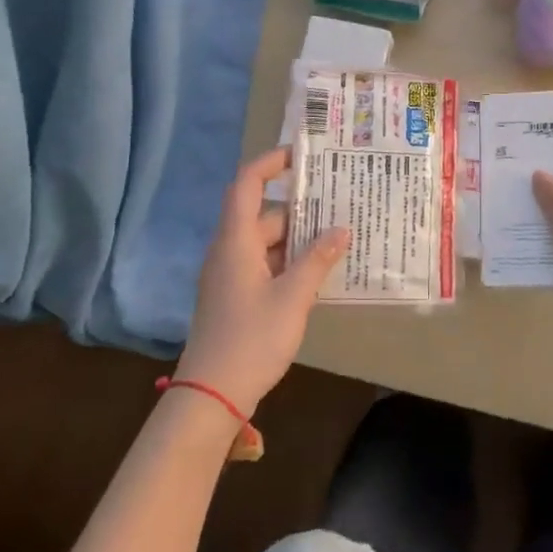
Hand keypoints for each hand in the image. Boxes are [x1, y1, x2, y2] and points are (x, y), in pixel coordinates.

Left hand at [175, 147, 348, 415]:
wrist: (211, 395)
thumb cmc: (251, 339)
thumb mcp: (292, 297)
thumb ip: (317, 260)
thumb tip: (341, 229)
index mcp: (235, 241)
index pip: (246, 184)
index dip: (270, 163)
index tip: (302, 156)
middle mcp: (229, 251)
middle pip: (264, 215)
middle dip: (301, 209)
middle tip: (340, 205)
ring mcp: (230, 275)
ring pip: (267, 242)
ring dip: (299, 239)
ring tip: (338, 238)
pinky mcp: (235, 296)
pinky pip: (265, 265)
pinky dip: (290, 262)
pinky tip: (319, 272)